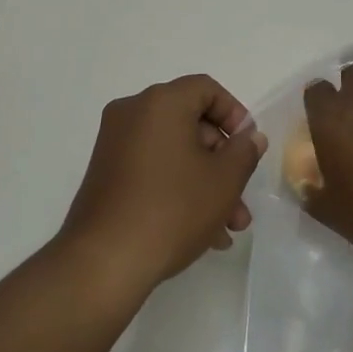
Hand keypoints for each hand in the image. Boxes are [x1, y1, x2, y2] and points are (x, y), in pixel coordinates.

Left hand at [59, 75, 265, 292]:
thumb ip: (244, 151)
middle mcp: (133, 113)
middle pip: (190, 123)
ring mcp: (115, 144)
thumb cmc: (172, 209)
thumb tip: (249, 137)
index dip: (234, 114)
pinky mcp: (106, 174)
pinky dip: (177, 188)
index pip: (206, 89)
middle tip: (241, 197)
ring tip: (228, 227)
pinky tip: (203, 234)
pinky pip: (152, 169)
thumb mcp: (223, 180)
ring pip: (173, 152)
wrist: (103, 262)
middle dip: (222, 161)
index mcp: (161, 102)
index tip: (248, 147)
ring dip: (205, 182)